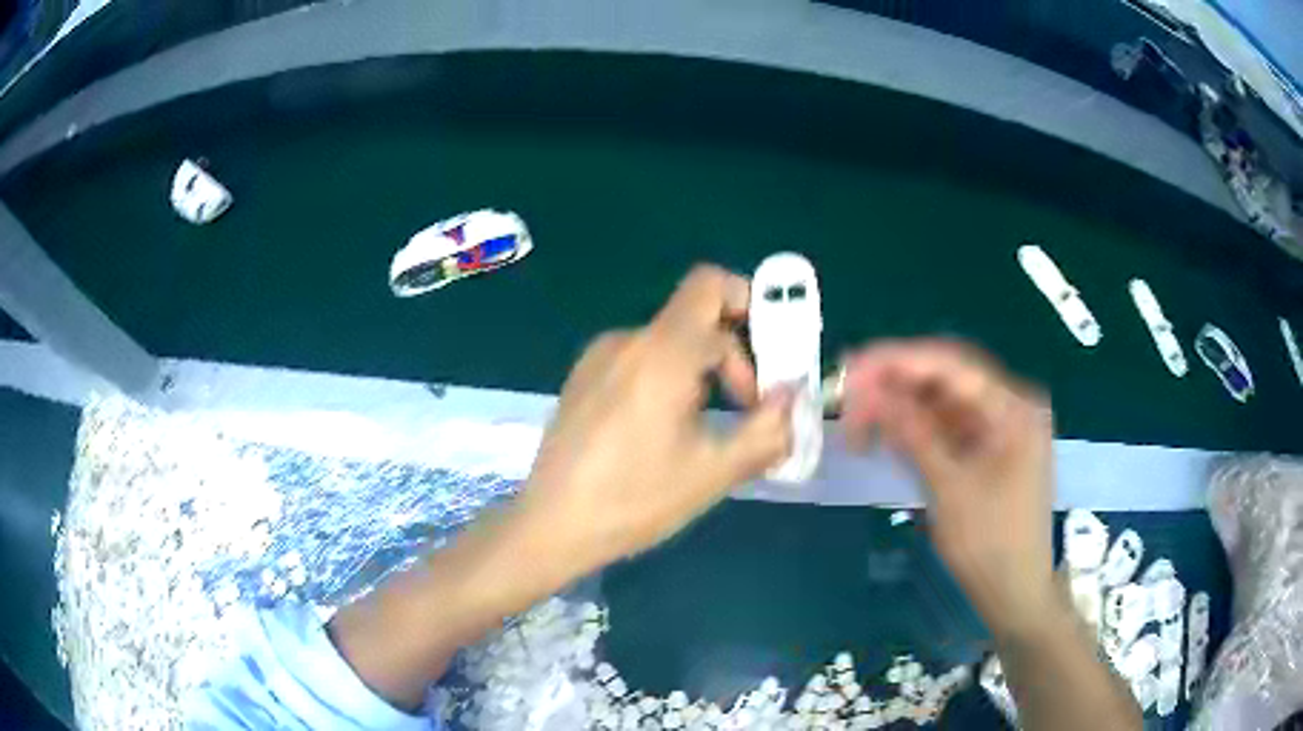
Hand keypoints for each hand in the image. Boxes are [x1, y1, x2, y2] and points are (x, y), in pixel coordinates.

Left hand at [514, 265, 793, 577]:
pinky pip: (639, 359)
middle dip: (733, 356)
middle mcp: (626, 341)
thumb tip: (792, 396)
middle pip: (695, 318)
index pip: (710, 286)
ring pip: (668, 342)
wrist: (551, 526)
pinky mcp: (583, 378)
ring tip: (706, 429)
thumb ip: (767, 429)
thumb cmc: (634, 500)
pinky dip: (668, 378)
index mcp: (660, 353)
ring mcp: (598, 358)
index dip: (750, 305)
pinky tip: (662, 431)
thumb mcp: (713, 472)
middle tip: (748, 409)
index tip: (768, 357)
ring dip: (701, 373)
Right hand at [840, 339, 1056, 636]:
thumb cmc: (990, 544)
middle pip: (946, 380)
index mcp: (1013, 408)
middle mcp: (1010, 407)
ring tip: (859, 416)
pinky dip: (917, 430)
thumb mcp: (950, 488)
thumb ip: (913, 434)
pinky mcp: (987, 451)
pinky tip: (887, 434)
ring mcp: (999, 429)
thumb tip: (871, 392)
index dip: (899, 361)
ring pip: (943, 404)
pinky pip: (948, 428)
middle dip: (896, 383)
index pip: (952, 366)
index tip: (853, 366)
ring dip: (903, 407)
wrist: (1015, 592)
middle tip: (848, 393)